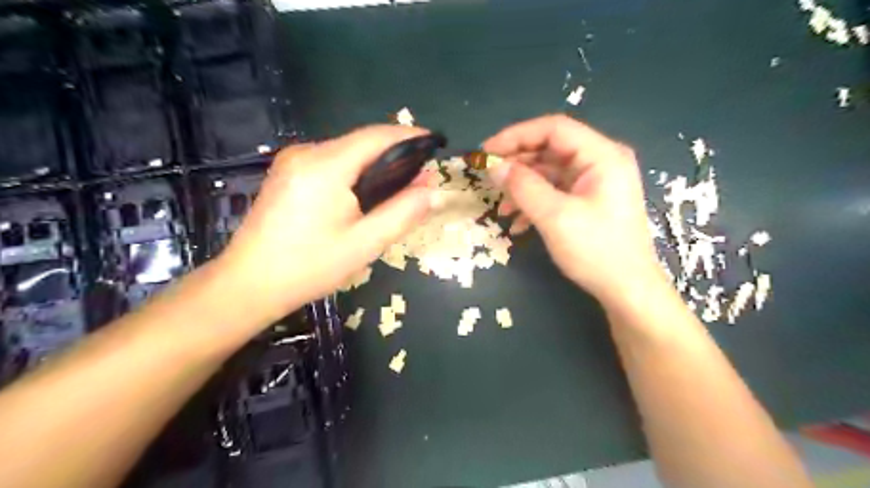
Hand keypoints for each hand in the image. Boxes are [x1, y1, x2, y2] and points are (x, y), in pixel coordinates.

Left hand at [217, 125, 435, 322]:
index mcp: (325, 166)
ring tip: (399, 190)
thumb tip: (431, 191)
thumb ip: (402, 213)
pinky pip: (331, 163)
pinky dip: (355, 173)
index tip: (434, 144)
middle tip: (421, 180)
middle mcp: (306, 153)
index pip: (376, 137)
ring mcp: (293, 161)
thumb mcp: (365, 244)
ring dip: (375, 166)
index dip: (409, 137)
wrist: (249, 283)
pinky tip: (365, 195)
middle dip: (395, 156)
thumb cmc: (309, 266)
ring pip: (347, 153)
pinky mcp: (287, 173)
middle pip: (361, 143)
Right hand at [486, 115, 662, 305]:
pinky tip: (518, 222)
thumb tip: (494, 166)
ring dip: (523, 186)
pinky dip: (534, 201)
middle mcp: (601, 161)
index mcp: (602, 156)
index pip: (554, 129)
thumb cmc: (596, 251)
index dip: (517, 135)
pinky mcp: (588, 200)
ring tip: (502, 206)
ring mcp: (595, 182)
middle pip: (550, 148)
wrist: (627, 290)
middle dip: (517, 163)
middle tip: (489, 177)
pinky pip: (556, 190)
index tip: (487, 151)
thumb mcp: (555, 217)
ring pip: (550, 171)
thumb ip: (523, 187)